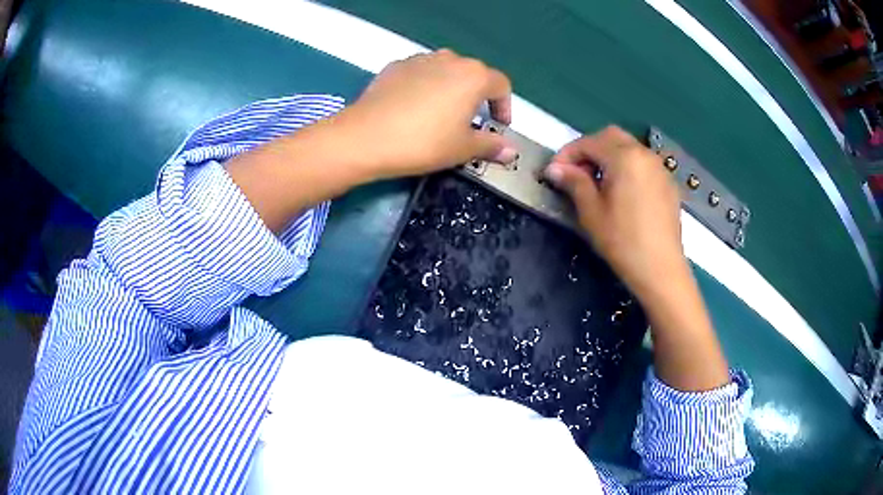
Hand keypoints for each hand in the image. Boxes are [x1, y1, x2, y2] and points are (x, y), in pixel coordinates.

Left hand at [333, 49, 518, 179]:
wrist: (365, 137)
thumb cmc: (423, 142)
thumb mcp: (462, 149)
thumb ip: (490, 145)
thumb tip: (511, 151)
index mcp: (473, 76)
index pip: (501, 85)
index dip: (505, 106)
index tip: (499, 125)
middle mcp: (450, 59)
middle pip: (473, 74)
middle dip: (477, 96)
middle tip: (470, 121)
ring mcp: (419, 59)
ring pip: (445, 71)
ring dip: (450, 88)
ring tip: (441, 113)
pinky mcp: (395, 66)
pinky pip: (420, 73)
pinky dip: (424, 86)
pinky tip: (413, 107)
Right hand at [545, 127, 729, 390]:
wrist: (661, 269)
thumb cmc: (623, 241)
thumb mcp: (592, 212)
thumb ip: (574, 182)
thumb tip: (555, 168)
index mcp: (624, 157)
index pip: (589, 142)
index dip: (567, 154)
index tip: (554, 172)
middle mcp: (644, 154)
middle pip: (611, 137)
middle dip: (589, 149)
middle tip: (575, 172)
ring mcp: (659, 168)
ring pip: (628, 148)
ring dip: (608, 156)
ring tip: (596, 183)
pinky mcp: (667, 183)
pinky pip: (642, 164)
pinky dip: (626, 167)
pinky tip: (620, 191)